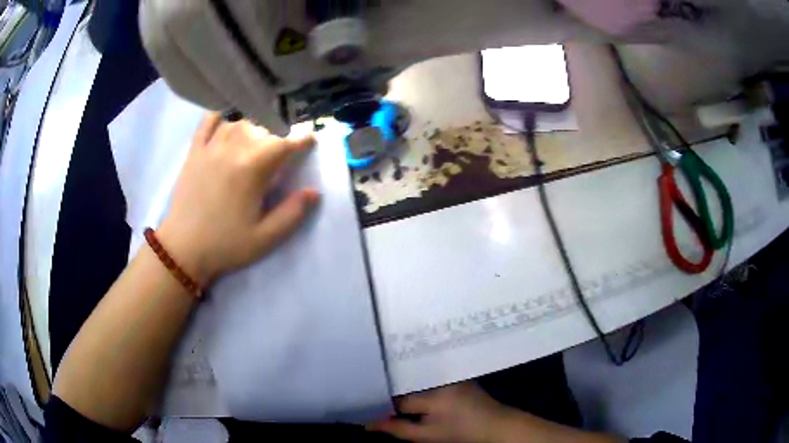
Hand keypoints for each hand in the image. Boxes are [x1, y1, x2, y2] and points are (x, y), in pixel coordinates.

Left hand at [158, 112, 318, 284]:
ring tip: (257, 142)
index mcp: (252, 170)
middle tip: (281, 153)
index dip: (301, 140)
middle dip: (278, 137)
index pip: (284, 144)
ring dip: (254, 128)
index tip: (310, 141)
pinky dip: (221, 117)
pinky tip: (227, 123)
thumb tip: (314, 192)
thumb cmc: (225, 245)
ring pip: (240, 122)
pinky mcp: (194, 151)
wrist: (183, 249)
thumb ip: (292, 214)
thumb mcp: (265, 238)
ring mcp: (211, 147)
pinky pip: (208, 122)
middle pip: (263, 130)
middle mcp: (233, 150)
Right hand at [369, 382, 512, 442]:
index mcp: (431, 396)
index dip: (381, 403)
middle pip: (403, 382)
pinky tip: (410, 389)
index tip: (367, 407)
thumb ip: (397, 429)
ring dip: (402, 386)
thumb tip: (368, 423)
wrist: (494, 423)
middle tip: (375, 401)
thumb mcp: (427, 436)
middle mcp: (437, 378)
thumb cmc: (460, 432)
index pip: (395, 397)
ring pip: (413, 376)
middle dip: (389, 392)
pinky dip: (415, 382)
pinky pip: (425, 374)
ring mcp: (446, 372)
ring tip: (390, 395)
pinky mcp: (451, 371)